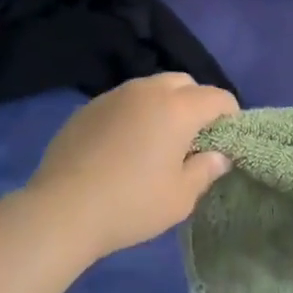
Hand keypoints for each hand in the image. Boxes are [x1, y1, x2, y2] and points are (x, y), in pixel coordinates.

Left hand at [25, 73, 238, 262]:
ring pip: (151, 88)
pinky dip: (134, 114)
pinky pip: (123, 101)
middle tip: (193, 138)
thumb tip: (218, 156)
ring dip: (164, 105)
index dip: (230, 115)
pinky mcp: (88, 107)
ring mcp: (114, 95)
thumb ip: (205, 170)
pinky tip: (124, 146)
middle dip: (196, 102)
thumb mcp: (180, 197)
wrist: (62, 209)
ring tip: (157, 139)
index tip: (226, 139)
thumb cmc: (132, 204)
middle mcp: (148, 91)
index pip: (217, 97)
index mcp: (178, 108)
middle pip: (184, 83)